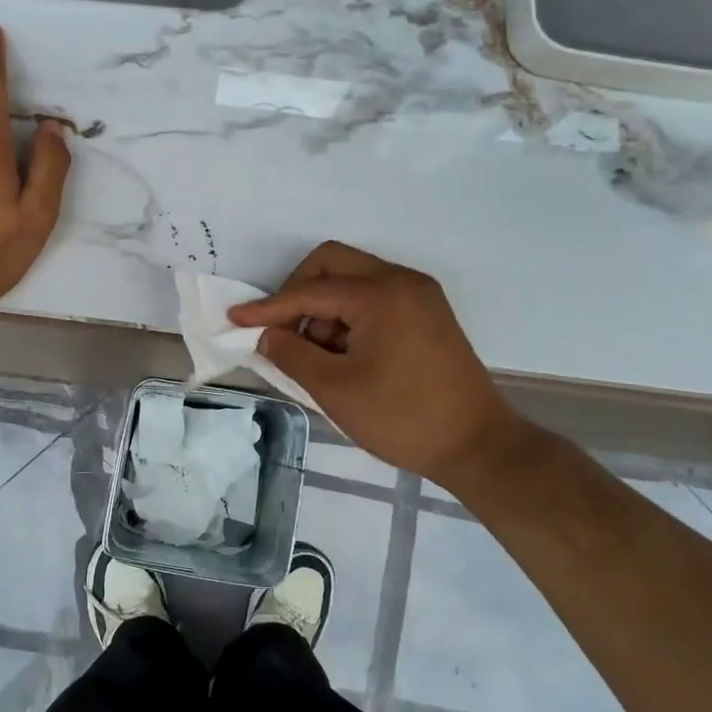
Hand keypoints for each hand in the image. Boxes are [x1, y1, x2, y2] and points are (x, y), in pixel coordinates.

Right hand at [227, 242, 523, 483]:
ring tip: (316, 355)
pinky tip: (342, 354)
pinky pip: (374, 299)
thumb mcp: (335, 389)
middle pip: (332, 264)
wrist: (478, 446)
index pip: (310, 291)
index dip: (268, 307)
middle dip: (298, 293)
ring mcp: (419, 296)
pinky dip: (348, 318)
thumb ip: (292, 354)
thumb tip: (267, 335)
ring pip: (353, 281)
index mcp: (381, 294)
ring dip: (324, 308)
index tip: (234, 320)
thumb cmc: (403, 417)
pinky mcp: (427, 314)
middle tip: (282, 332)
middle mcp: (401, 281)